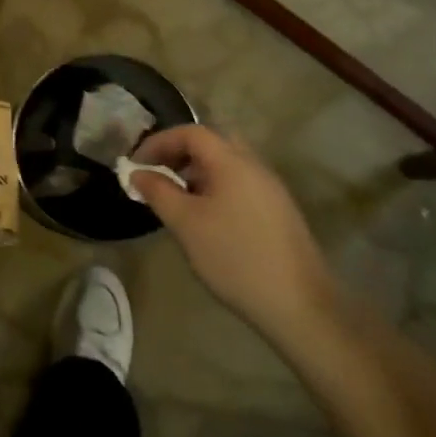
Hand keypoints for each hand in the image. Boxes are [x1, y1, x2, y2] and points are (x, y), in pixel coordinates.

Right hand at [131, 125, 339, 346]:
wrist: (299, 304)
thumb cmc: (234, 257)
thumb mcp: (186, 223)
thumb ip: (158, 192)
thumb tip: (138, 173)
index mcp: (232, 161)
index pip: (191, 132)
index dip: (159, 142)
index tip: (136, 163)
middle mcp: (255, 166)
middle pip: (212, 143)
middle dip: (179, 154)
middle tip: (157, 174)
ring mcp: (270, 189)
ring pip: (227, 165)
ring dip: (197, 172)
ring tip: (176, 198)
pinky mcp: (278, 211)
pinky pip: (239, 184)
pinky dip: (215, 187)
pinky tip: (206, 218)